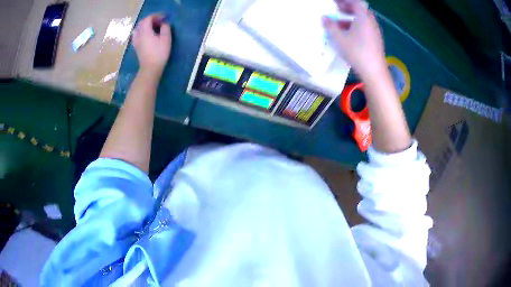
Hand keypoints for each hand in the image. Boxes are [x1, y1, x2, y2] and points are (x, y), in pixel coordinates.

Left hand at [132, 14, 171, 76]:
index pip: (148, 18)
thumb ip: (165, 28)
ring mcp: (136, 41)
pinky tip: (147, 34)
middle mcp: (138, 34)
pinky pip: (137, 34)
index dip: (156, 16)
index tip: (164, 18)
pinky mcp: (136, 46)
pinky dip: (142, 31)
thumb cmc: (159, 53)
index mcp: (145, 31)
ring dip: (145, 25)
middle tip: (159, 21)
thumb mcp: (166, 38)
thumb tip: (163, 24)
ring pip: (138, 28)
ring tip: (153, 27)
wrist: (150, 68)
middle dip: (150, 19)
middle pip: (142, 22)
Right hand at [323, 0, 385, 78]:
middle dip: (347, 9)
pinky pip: (366, 28)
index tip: (335, 3)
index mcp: (363, 18)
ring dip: (351, 19)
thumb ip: (330, 26)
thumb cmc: (356, 52)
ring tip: (339, 25)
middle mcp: (371, 22)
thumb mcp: (339, 38)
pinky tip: (349, 35)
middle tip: (337, 11)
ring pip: (363, 20)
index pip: (355, 2)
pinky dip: (356, 27)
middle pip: (360, 10)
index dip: (345, 1)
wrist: (374, 72)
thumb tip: (324, 18)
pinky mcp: (376, 41)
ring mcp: (375, 32)